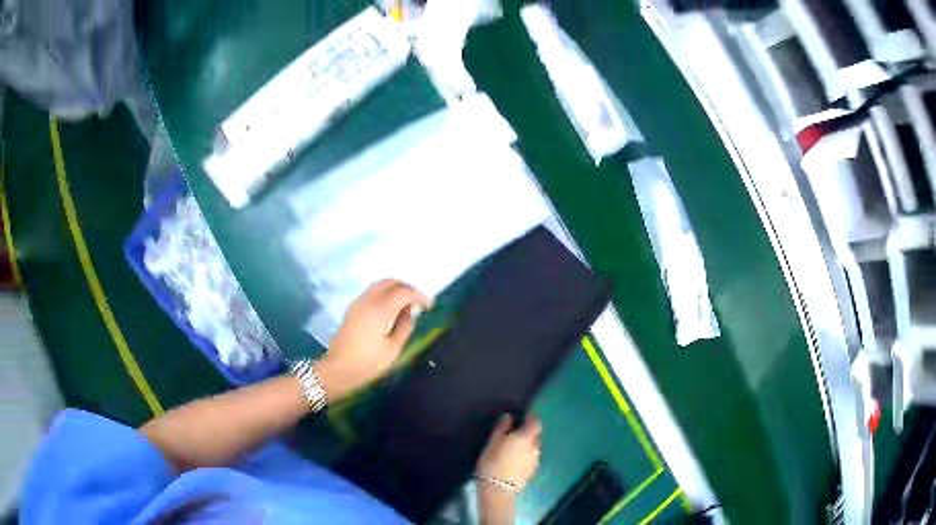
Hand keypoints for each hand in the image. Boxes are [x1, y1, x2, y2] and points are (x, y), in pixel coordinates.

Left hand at [315, 280, 431, 399]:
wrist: (338, 369)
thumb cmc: (368, 362)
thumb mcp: (393, 349)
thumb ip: (405, 327)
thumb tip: (411, 312)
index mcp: (380, 309)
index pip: (403, 292)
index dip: (419, 295)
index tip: (429, 304)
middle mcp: (368, 300)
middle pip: (390, 282)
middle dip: (406, 287)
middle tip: (418, 301)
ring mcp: (358, 303)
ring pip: (379, 285)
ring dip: (394, 289)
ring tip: (406, 305)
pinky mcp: (352, 309)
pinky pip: (372, 293)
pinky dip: (384, 294)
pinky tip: (391, 309)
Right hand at [476, 414, 542, 490]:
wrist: (498, 490)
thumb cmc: (492, 463)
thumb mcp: (492, 442)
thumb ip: (502, 428)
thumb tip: (509, 416)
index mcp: (527, 438)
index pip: (536, 422)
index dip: (530, 418)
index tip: (521, 417)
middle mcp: (535, 447)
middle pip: (535, 435)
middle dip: (526, 433)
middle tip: (512, 434)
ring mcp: (535, 460)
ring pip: (533, 447)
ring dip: (525, 445)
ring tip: (510, 449)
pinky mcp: (532, 471)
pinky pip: (530, 458)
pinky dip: (524, 456)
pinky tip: (512, 461)